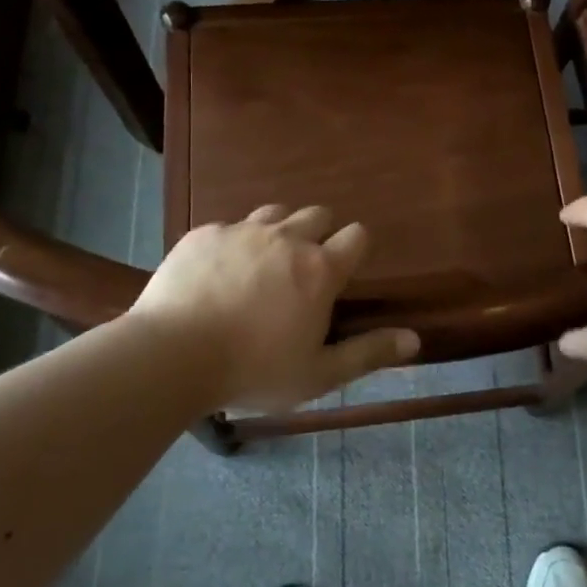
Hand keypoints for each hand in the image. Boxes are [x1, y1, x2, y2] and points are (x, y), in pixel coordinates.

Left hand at [128, 204, 418, 413]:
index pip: (357, 235)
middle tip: (304, 271)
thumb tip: (415, 339)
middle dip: (320, 234)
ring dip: (280, 231)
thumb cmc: (253, 370)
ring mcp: (242, 230)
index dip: (356, 249)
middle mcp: (286, 238)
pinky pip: (230, 225)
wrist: (171, 355)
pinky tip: (220, 273)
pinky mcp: (204, 233)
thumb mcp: (317, 373)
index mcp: (319, 268)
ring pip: (275, 213)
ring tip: (266, 264)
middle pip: (319, 214)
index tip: (344, 273)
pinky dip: (235, 243)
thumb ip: (368, 353)